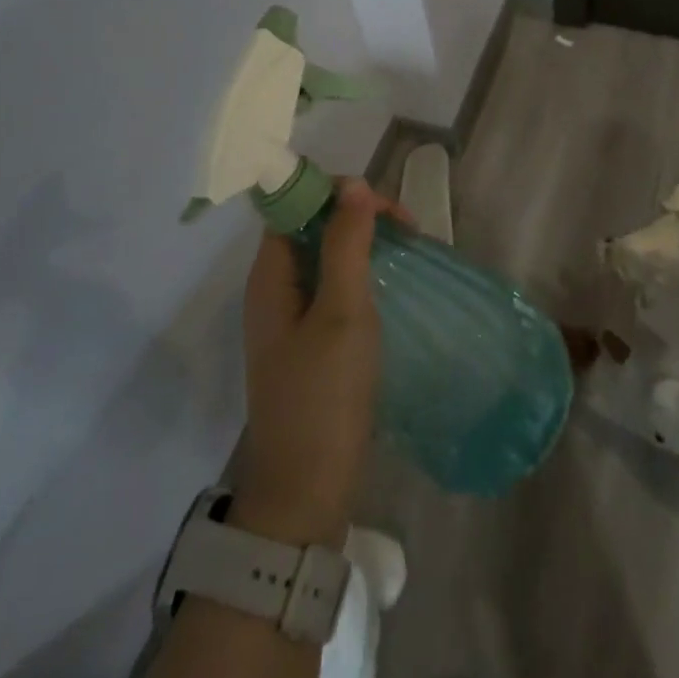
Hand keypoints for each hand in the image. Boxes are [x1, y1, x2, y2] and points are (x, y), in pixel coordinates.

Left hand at [235, 179, 410, 548]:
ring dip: (364, 242)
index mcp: (270, 276)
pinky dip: (362, 272)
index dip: (337, 192)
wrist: (306, 493)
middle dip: (358, 215)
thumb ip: (346, 245)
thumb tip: (354, 184)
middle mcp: (274, 289)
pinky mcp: (309, 341)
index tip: (385, 207)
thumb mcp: (341, 314)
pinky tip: (392, 282)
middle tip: (408, 230)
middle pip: (312, 225)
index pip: (295, 205)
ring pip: (326, 255)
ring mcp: (291, 317)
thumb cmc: (323, 396)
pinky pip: (334, 286)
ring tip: (408, 249)